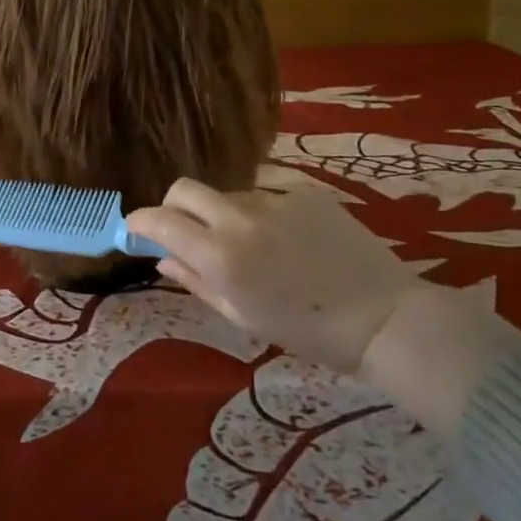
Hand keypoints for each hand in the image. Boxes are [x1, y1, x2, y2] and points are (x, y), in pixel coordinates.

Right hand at [126, 178, 427, 375]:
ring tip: (252, 244)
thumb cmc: (306, 331)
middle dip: (173, 206)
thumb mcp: (241, 316)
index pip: (159, 220)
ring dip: (222, 213)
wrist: (383, 317)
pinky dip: (260, 209)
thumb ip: (195, 280)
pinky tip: (284, 234)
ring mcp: (274, 198)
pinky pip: (266, 190)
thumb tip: (163, 258)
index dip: (139, 222)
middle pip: (184, 189)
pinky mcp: (304, 190)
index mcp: (219, 256)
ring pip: (226, 193)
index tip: (136, 230)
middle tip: (186, 231)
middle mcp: (238, 218)